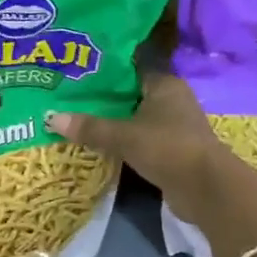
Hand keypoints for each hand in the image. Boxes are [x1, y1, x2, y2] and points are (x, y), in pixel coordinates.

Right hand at [47, 74, 227, 224]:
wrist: (206, 189)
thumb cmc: (167, 147)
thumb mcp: (123, 136)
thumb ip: (90, 127)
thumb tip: (50, 117)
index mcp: (164, 83)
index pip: (131, 68)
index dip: (105, 70)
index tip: (77, 71)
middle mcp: (172, 99)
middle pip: (132, 94)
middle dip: (105, 98)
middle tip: (69, 96)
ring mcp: (175, 126)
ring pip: (136, 117)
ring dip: (114, 121)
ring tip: (78, 118)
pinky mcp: (173, 150)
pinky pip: (142, 139)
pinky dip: (124, 141)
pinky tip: (100, 143)